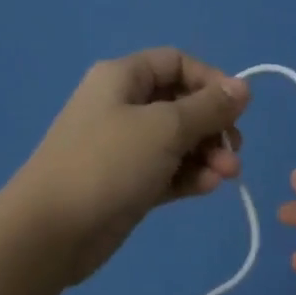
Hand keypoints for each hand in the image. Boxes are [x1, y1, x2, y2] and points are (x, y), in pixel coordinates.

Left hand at [6, 48, 249, 284]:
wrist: (52, 231)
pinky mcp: (127, 183)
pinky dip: (189, 176)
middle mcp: (122, 106)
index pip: (177, 63)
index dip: (211, 81)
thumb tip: (243, 87)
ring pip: (178, 141)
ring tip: (225, 177)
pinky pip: (167, 171)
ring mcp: (124, 147)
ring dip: (207, 155)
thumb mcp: (165, 128)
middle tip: (233, 153)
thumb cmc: (108, 164)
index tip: (236, 110)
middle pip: (182, 104)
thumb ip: (209, 107)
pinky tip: (206, 188)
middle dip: (213, 127)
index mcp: (122, 78)